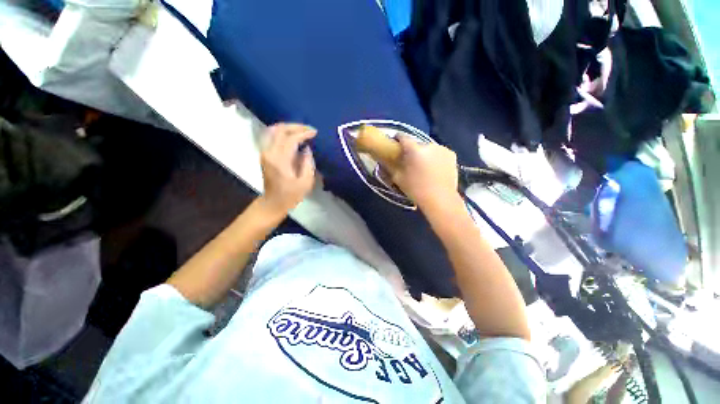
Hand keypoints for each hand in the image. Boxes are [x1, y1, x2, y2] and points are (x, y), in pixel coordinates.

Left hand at [259, 123, 316, 215]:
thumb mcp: (305, 182)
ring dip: (288, 127)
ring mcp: (264, 152)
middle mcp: (269, 153)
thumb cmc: (291, 195)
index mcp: (280, 161)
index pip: (291, 139)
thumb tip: (307, 149)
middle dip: (296, 127)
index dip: (304, 133)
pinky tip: (291, 135)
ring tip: (301, 130)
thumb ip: (307, 163)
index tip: (315, 133)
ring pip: (273, 130)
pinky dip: (281, 132)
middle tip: (309, 129)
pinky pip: (271, 136)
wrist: (273, 203)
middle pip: (280, 130)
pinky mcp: (264, 154)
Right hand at [388, 136, 459, 210]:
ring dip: (424, 154)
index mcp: (414, 150)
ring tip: (424, 167)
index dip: (397, 138)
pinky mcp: (452, 154)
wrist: (440, 199)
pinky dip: (435, 157)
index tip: (395, 143)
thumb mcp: (398, 179)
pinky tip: (435, 168)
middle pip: (417, 144)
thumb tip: (387, 159)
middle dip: (412, 150)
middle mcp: (429, 145)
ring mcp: (442, 149)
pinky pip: (439, 153)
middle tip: (410, 161)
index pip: (403, 137)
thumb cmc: (416, 190)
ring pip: (429, 148)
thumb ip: (392, 166)